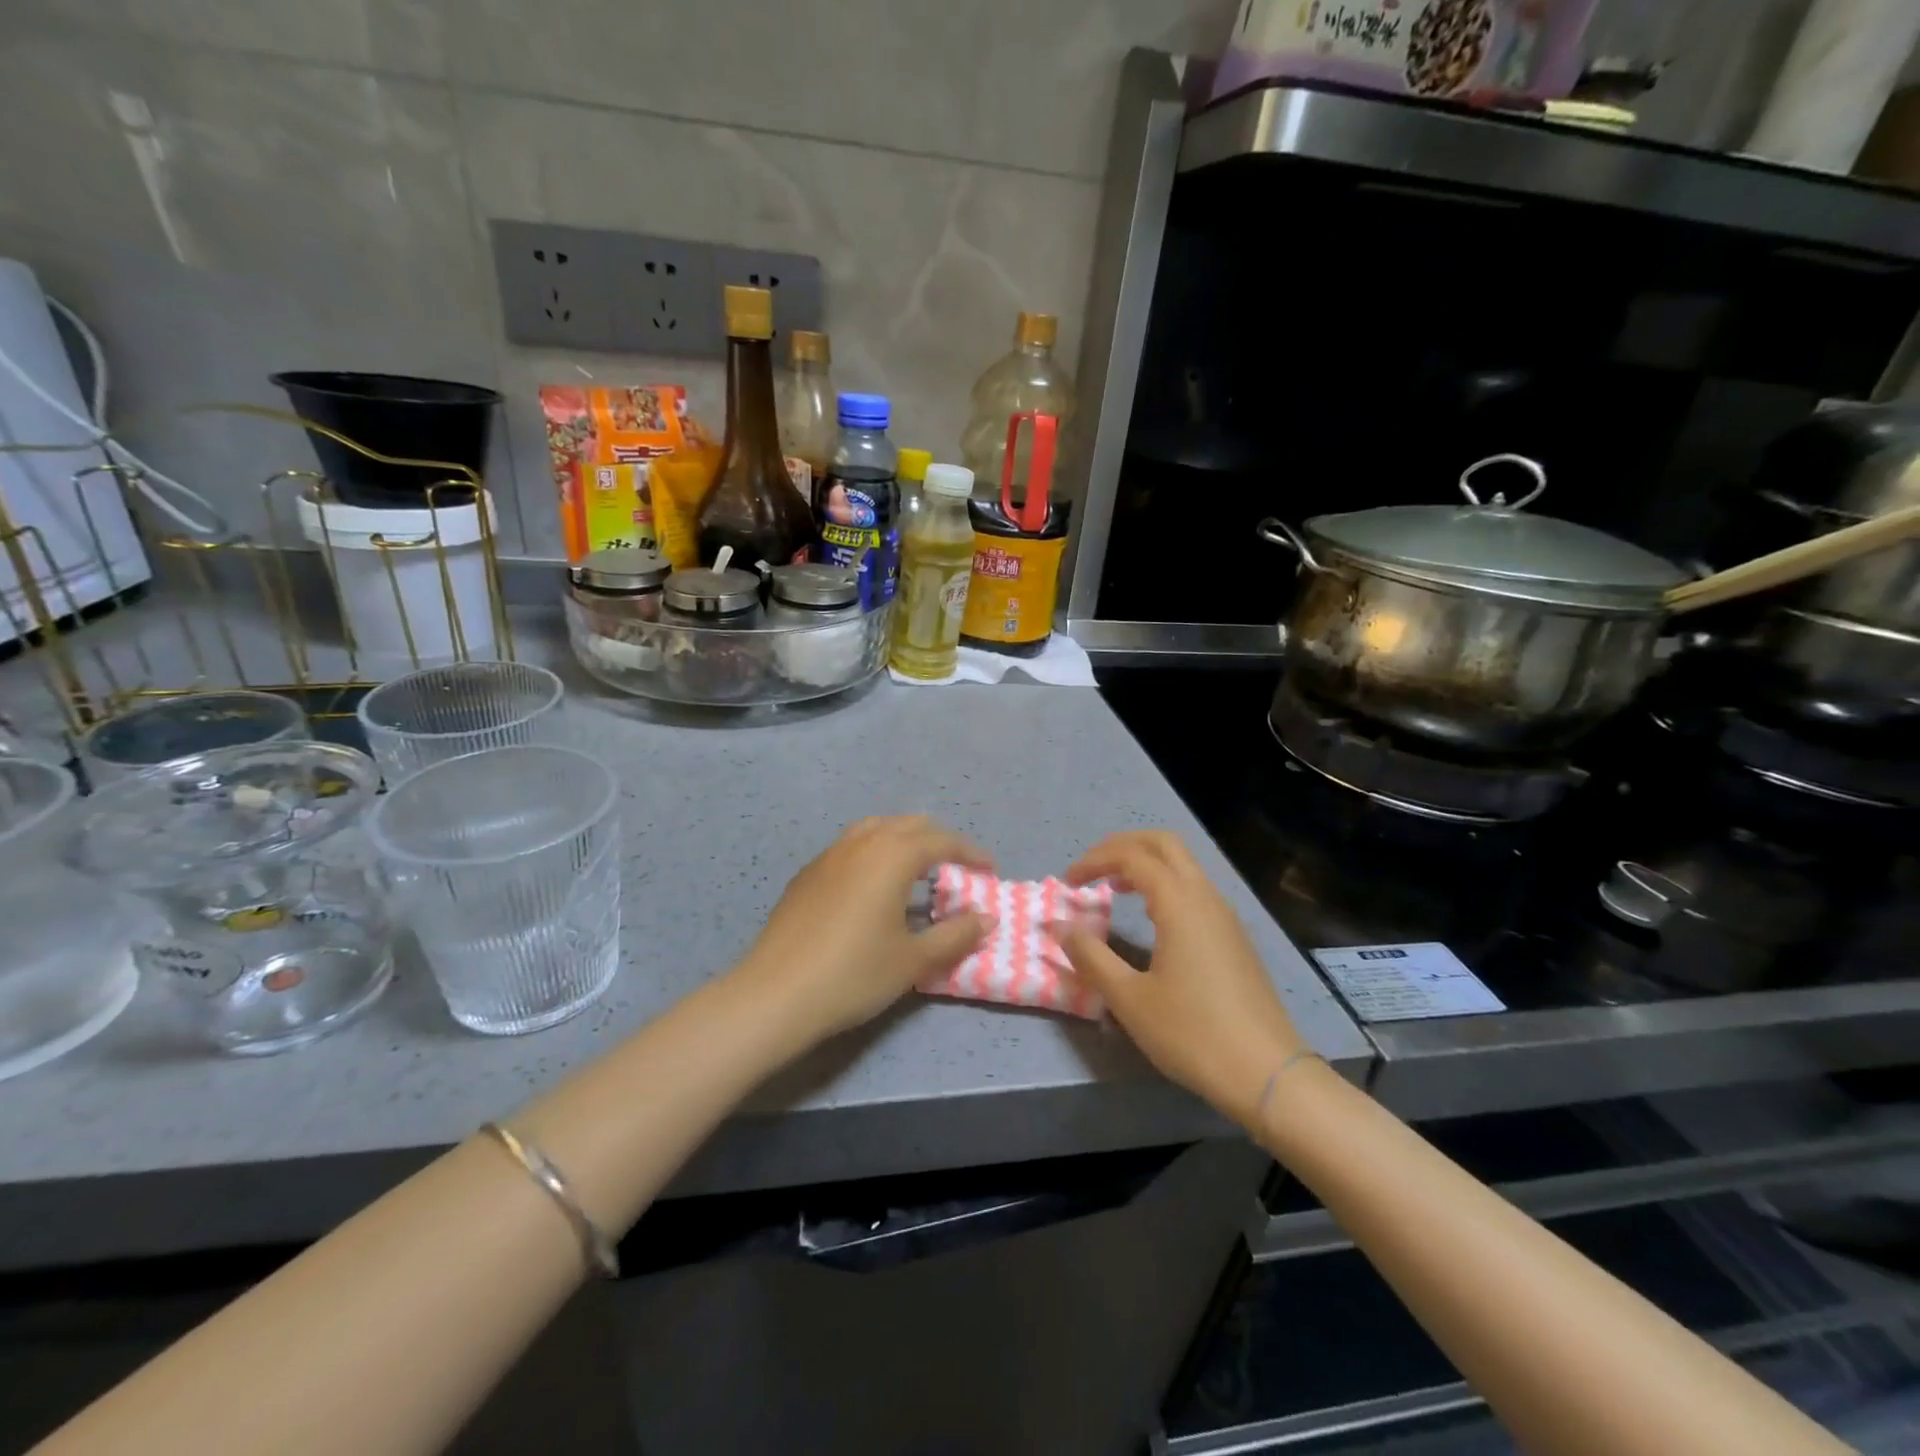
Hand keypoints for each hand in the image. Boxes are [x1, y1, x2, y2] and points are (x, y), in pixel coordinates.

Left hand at [737, 816, 995, 1043]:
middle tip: (956, 867)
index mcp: (892, 855)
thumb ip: (955, 935)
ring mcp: (829, 855)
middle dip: (938, 840)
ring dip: (903, 840)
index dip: (970, 852)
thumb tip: (986, 918)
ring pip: (875, 828)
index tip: (989, 869)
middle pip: (908, 825)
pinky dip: (874, 852)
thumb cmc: (854, 974)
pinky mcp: (807, 874)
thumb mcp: (913, 959)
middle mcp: (862, 843)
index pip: (941, 841)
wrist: (776, 994)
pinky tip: (872, 886)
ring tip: (916, 868)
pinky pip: (851, 847)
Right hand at [1051, 831, 1304, 1128]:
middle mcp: (1206, 897)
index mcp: (1180, 903)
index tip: (1067, 883)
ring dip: (1145, 865)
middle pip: (1163, 844)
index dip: (1094, 860)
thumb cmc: (1192, 1033)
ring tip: (1114, 889)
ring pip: (1183, 865)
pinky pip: (1195, 889)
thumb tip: (1060, 926)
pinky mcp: (1234, 937)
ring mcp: (1225, 916)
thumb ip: (1090, 956)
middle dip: (1122, 846)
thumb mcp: (1129, 998)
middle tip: (1092, 869)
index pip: (1132, 856)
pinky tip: (1150, 918)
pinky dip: (1165, 886)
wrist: (1267, 1074)